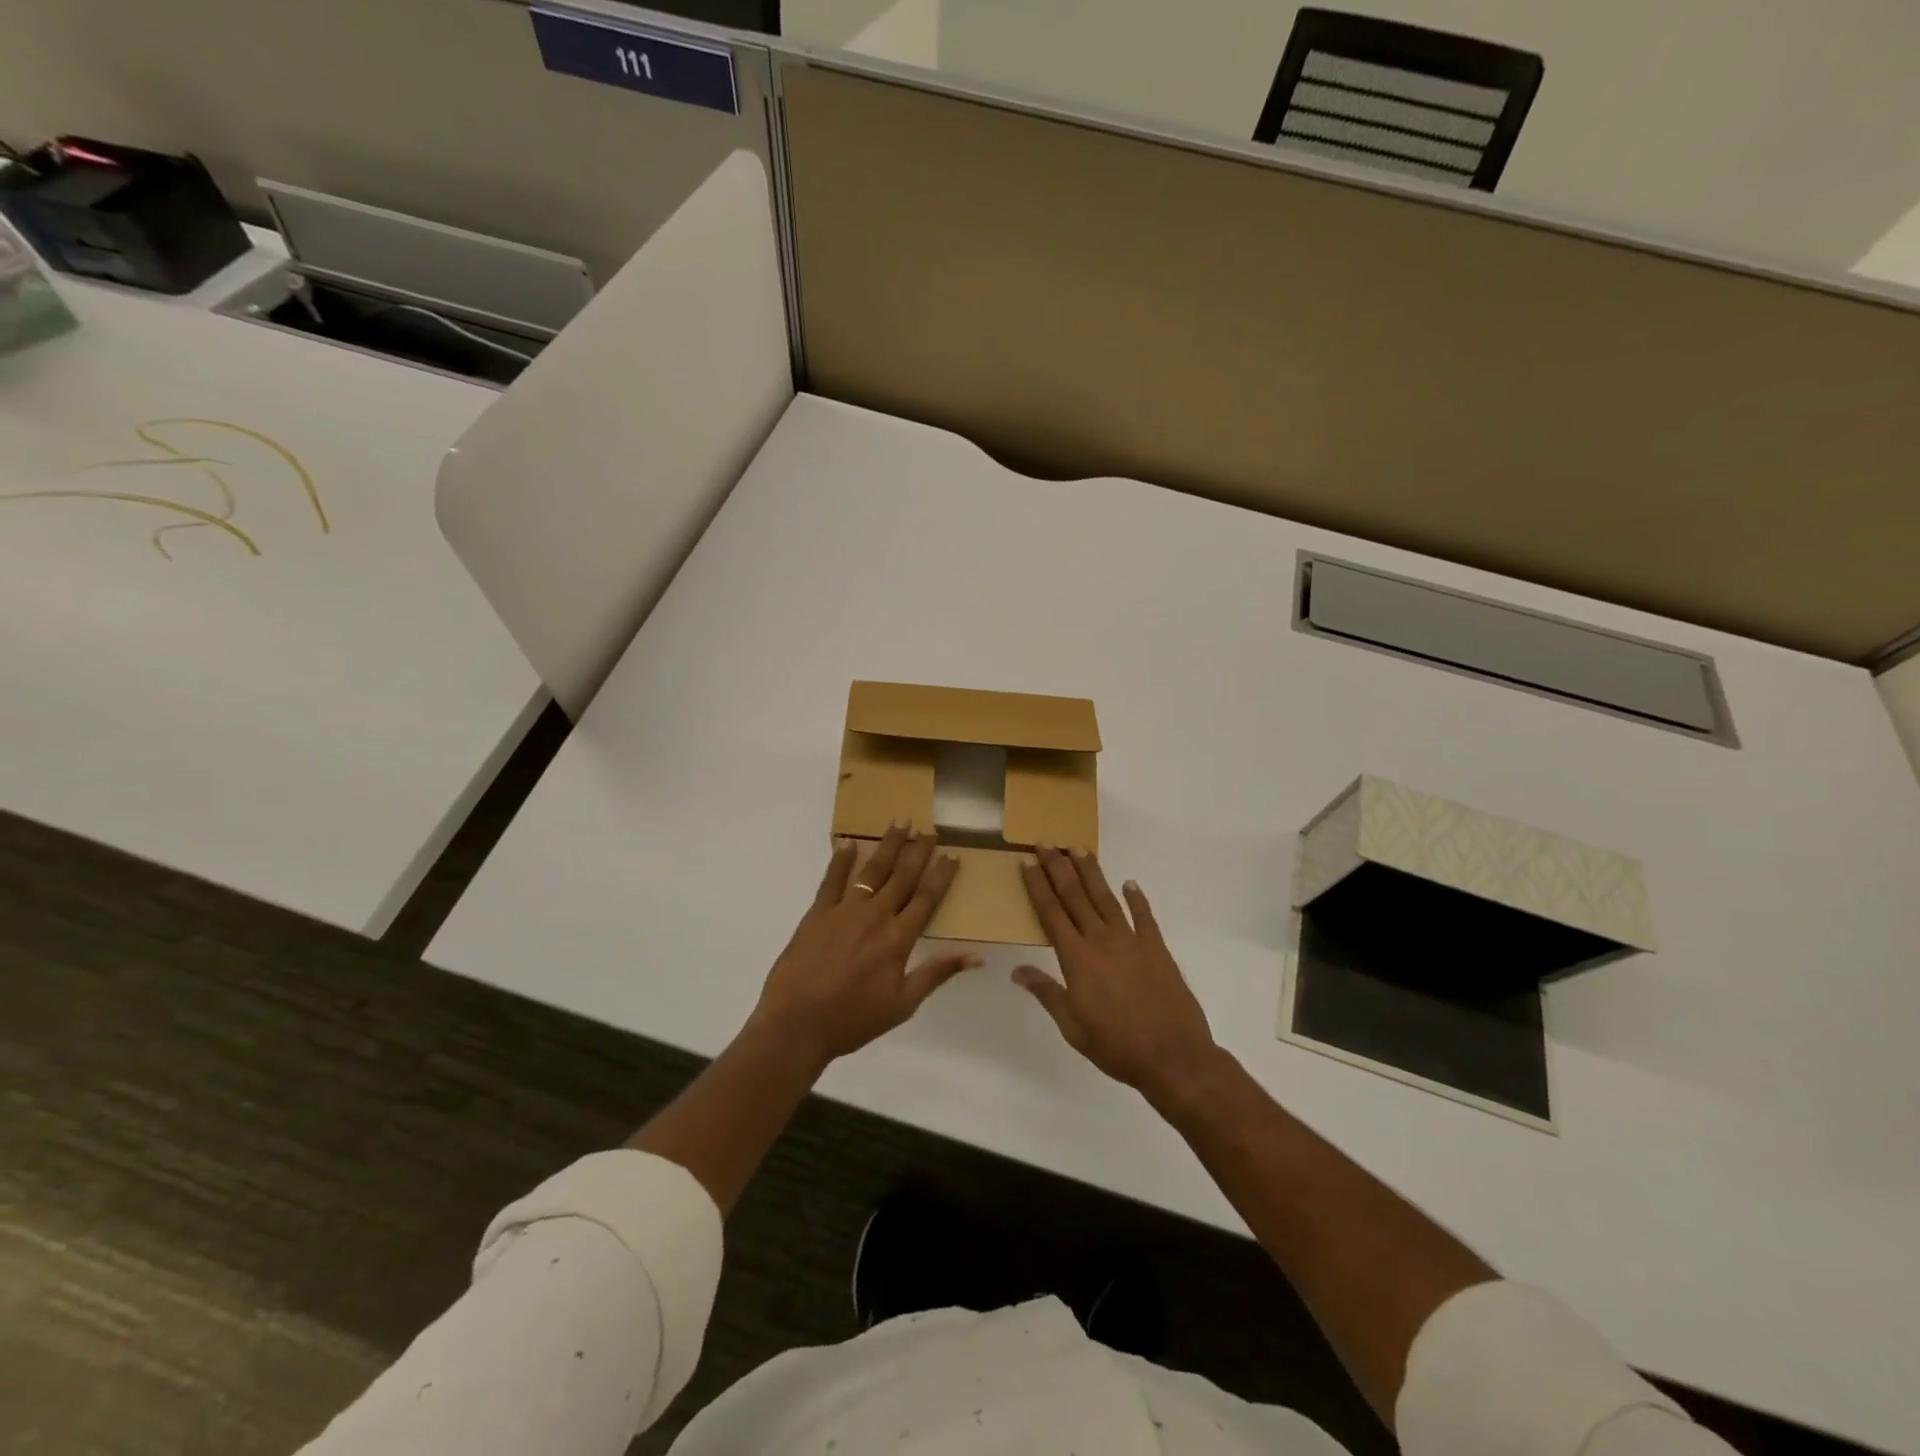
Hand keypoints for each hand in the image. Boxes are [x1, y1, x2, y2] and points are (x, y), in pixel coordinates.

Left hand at [751, 824, 978, 1068]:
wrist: (796, 1024)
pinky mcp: (817, 913)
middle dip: (918, 851)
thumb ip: (937, 973)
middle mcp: (875, 916)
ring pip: (871, 871)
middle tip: (929, 829)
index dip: (941, 875)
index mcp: (898, 939)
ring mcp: (844, 911)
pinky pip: (832, 880)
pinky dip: (840, 860)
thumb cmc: (852, 1019)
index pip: (926, 899)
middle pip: (902, 877)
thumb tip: (976, 955)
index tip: (952, 855)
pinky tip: (848, 842)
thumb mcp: (903, 1004)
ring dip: (887, 846)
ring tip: (899, 823)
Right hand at [1014, 846, 1219, 1101]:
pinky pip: (1144, 917)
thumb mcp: (1072, 1026)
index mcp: (1076, 958)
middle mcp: (1101, 940)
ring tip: (1078, 848)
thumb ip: (1046, 993)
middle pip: (1075, 896)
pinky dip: (1137, 899)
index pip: (1051, 913)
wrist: (1172, 1056)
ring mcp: (1131, 941)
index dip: (1038, 886)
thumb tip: (1017, 971)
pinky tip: (1130, 883)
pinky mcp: (1157, 948)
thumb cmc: (1116, 1045)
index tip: (1028, 862)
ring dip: (1091, 872)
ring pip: (1106, 898)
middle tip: (1047, 841)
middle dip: (1058, 867)